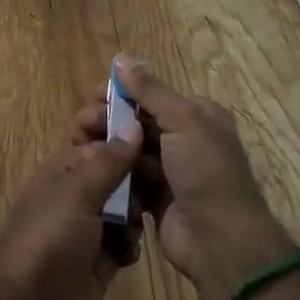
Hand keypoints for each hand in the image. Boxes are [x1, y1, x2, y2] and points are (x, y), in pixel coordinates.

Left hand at [0, 111, 143, 299]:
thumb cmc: (47, 237)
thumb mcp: (77, 192)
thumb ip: (109, 161)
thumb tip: (134, 124)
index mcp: (69, 165)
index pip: (101, 134)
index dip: (122, 128)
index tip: (151, 126)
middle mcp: (83, 190)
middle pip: (121, 169)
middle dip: (139, 173)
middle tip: (157, 179)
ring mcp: (93, 225)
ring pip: (129, 204)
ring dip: (138, 210)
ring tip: (135, 221)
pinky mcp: (103, 258)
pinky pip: (128, 240)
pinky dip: (131, 244)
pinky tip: (126, 253)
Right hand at [78, 57, 292, 299]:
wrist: (220, 241)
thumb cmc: (205, 171)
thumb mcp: (182, 120)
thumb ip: (149, 90)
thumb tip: (121, 58)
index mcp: (197, 116)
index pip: (153, 95)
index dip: (122, 92)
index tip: (93, 96)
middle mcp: (185, 139)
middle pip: (138, 121)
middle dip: (109, 118)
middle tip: (81, 123)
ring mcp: (170, 171)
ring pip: (130, 149)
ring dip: (106, 144)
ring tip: (79, 144)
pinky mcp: (155, 198)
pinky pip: (129, 178)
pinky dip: (112, 171)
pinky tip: (91, 168)